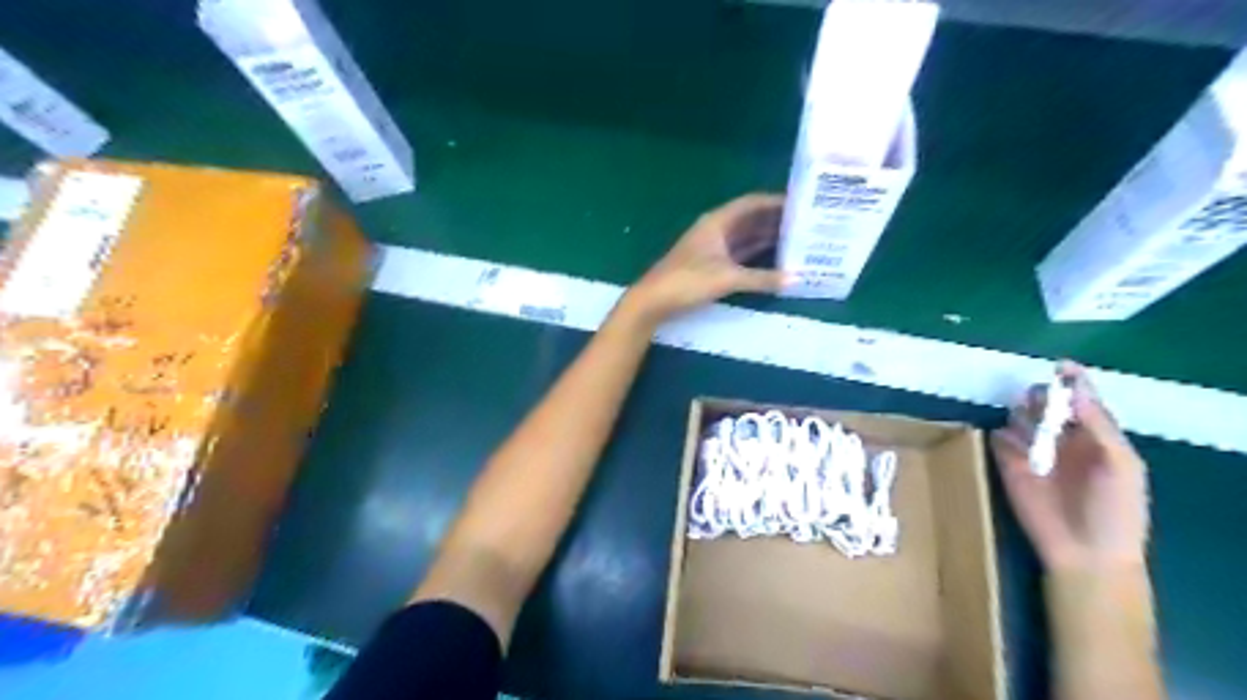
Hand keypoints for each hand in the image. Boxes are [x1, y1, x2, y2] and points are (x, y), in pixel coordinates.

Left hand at [625, 191, 787, 321]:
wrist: (654, 300)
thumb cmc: (687, 281)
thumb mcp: (727, 278)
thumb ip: (761, 278)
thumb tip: (796, 279)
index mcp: (718, 222)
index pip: (751, 203)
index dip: (775, 201)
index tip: (802, 203)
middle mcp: (716, 229)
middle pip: (750, 219)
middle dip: (776, 220)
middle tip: (807, 224)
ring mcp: (713, 247)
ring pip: (746, 237)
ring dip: (768, 237)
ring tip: (798, 239)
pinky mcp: (711, 265)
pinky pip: (740, 254)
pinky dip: (757, 254)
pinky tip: (776, 259)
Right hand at [991, 360, 1154, 574]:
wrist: (1084, 553)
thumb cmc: (1114, 510)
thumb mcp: (1120, 465)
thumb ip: (1098, 426)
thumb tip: (1075, 388)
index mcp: (1095, 437)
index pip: (1082, 401)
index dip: (1073, 382)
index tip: (1060, 365)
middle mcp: (1062, 440)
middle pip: (1046, 405)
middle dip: (1040, 396)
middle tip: (1036, 399)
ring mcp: (1033, 452)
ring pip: (1019, 418)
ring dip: (1020, 413)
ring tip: (1026, 422)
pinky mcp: (1007, 466)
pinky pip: (997, 440)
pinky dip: (999, 435)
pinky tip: (1008, 442)